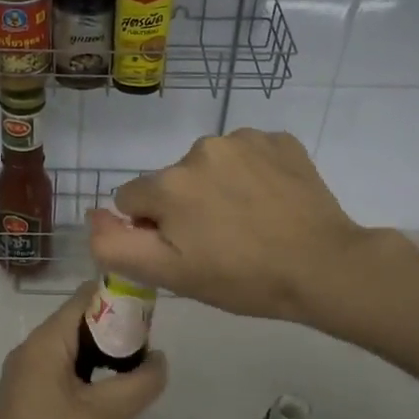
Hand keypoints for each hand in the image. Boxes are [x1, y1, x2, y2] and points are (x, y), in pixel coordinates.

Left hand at [0, 284, 168, 418]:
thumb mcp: (107, 414)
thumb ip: (140, 381)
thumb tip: (158, 360)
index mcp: (45, 342)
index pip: (85, 298)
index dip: (119, 302)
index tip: (149, 322)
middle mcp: (31, 351)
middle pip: (80, 327)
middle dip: (116, 341)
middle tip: (145, 362)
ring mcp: (24, 378)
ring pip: (73, 358)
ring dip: (104, 370)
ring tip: (130, 391)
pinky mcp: (25, 402)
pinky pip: (62, 380)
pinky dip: (87, 388)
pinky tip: (104, 416)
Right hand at [87, 128, 392, 322]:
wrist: (324, 267)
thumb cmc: (242, 279)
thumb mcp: (171, 275)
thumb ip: (116, 245)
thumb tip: (94, 214)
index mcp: (169, 183)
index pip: (133, 201)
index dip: (153, 229)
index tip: (186, 250)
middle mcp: (200, 149)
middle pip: (172, 180)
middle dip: (184, 206)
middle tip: (221, 242)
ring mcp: (244, 139)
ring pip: (209, 165)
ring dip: (217, 187)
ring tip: (249, 222)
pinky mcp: (279, 140)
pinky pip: (247, 154)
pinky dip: (251, 174)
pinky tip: (271, 202)